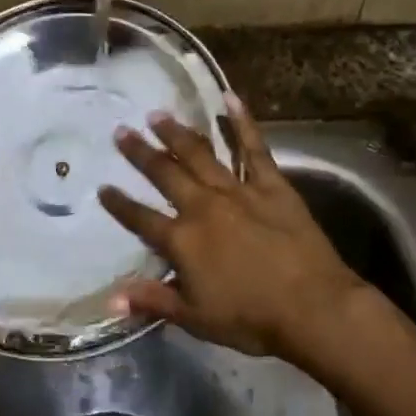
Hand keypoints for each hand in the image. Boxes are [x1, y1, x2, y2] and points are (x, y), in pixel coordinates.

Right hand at [97, 97, 367, 362]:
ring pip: (201, 154)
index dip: (120, 204)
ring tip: (158, 115)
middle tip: (121, 131)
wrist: (312, 306)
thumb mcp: (194, 317)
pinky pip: (254, 148)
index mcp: (182, 240)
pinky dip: (242, 122)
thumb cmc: (250, 318)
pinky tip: (230, 97)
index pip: (141, 219)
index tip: (103, 187)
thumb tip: (110, 298)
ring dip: (178, 133)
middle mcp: (203, 207)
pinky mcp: (271, 185)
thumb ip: (152, 300)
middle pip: (165, 174)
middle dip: (141, 153)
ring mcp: (238, 191)